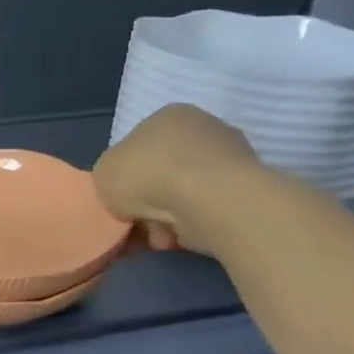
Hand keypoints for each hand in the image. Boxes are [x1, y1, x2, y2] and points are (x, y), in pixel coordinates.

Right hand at [94, 104, 261, 253]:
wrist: (210, 199)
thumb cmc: (149, 175)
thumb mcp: (103, 173)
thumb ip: (110, 176)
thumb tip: (127, 189)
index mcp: (168, 116)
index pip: (139, 147)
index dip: (126, 178)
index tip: (121, 202)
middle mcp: (204, 128)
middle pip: (163, 172)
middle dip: (149, 201)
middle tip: (138, 224)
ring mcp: (232, 156)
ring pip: (185, 194)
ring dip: (169, 217)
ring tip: (160, 237)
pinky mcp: (250, 187)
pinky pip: (208, 208)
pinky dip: (193, 224)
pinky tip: (182, 237)